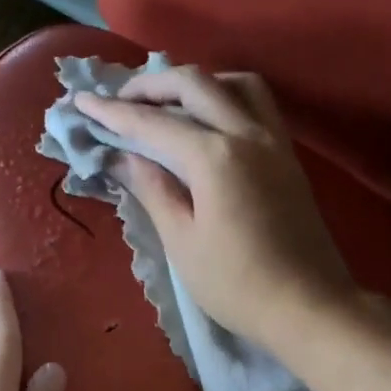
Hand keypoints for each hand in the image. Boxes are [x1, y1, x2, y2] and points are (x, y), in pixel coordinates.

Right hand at [76, 67, 357, 348]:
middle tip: (119, 99)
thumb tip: (123, 157)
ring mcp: (274, 141)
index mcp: (214, 157)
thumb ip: (153, 190)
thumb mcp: (182, 242)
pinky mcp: (288, 156)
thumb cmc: (236, 284)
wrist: (309, 307)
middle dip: (150, 84)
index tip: (81, 102)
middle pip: (195, 84)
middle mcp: (247, 134)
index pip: (153, 122)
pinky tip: (209, 120)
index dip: (113, 111)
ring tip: (168, 103)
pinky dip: (226, 96)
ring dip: (195, 83)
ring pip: (234, 83)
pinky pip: (257, 103)